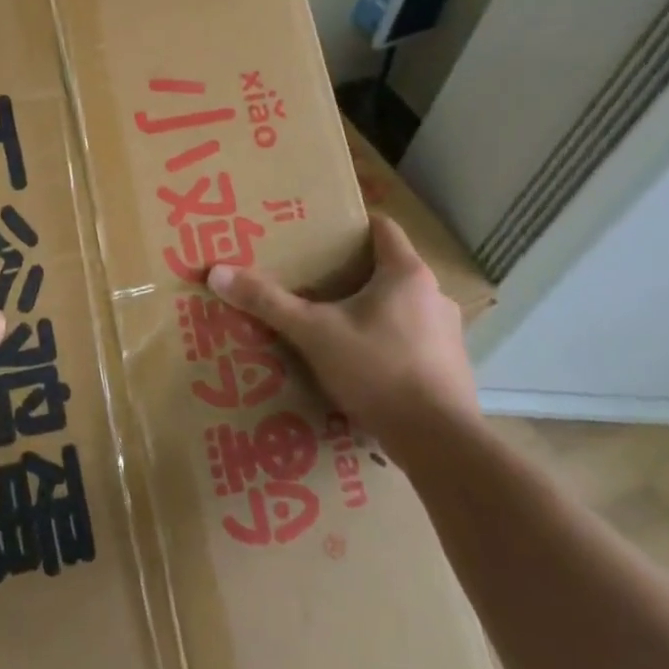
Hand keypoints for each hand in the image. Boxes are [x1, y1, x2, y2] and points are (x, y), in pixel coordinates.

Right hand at [208, 212, 477, 465]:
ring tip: (335, 325)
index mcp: (406, 274)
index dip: (352, 226)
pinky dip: (389, 344)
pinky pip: (414, 341)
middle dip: (353, 274)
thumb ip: (267, 302)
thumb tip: (217, 273)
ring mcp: (448, 334)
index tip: (321, 233)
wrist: (440, 443)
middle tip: (314, 282)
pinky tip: (362, 365)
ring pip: (403, 307)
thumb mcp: (313, 333)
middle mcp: (434, 296)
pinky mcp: (452, 368)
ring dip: (373, 312)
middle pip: (389, 269)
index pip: (384, 228)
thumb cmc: (378, 370)